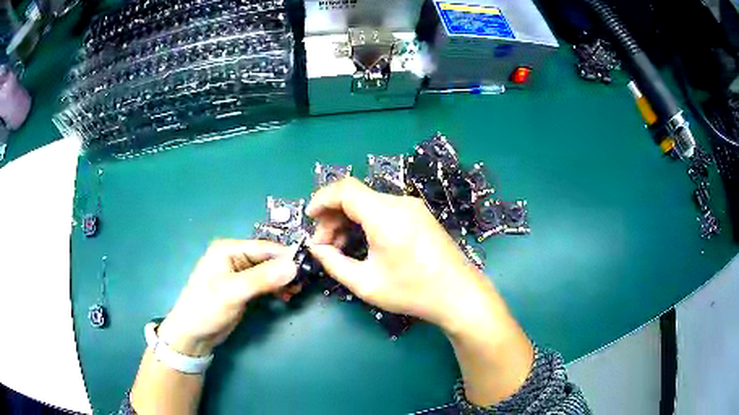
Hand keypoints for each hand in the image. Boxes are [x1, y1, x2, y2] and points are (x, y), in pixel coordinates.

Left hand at [157, 240, 296, 356]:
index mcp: (229, 249)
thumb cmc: (207, 307)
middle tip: (304, 283)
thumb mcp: (234, 292)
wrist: (193, 334)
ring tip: (296, 291)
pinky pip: (265, 283)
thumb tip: (294, 265)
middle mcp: (235, 257)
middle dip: (286, 270)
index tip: (309, 265)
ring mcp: (239, 273)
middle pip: (268, 258)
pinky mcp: (243, 288)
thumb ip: (263, 278)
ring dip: (283, 280)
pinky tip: (286, 296)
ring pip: (269, 271)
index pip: (264, 247)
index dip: (287, 255)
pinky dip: (276, 288)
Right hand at [307, 178, 497, 332]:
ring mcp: (413, 207)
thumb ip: (334, 263)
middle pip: (356, 196)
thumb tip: (316, 249)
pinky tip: (362, 242)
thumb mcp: (366, 283)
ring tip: (340, 248)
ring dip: (349, 220)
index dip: (322, 199)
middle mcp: (399, 202)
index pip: (344, 189)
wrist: (459, 294)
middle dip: (333, 216)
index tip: (309, 218)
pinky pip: (385, 210)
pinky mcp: (420, 215)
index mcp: (384, 214)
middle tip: (324, 245)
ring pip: (369, 203)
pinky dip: (366, 221)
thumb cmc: (412, 291)